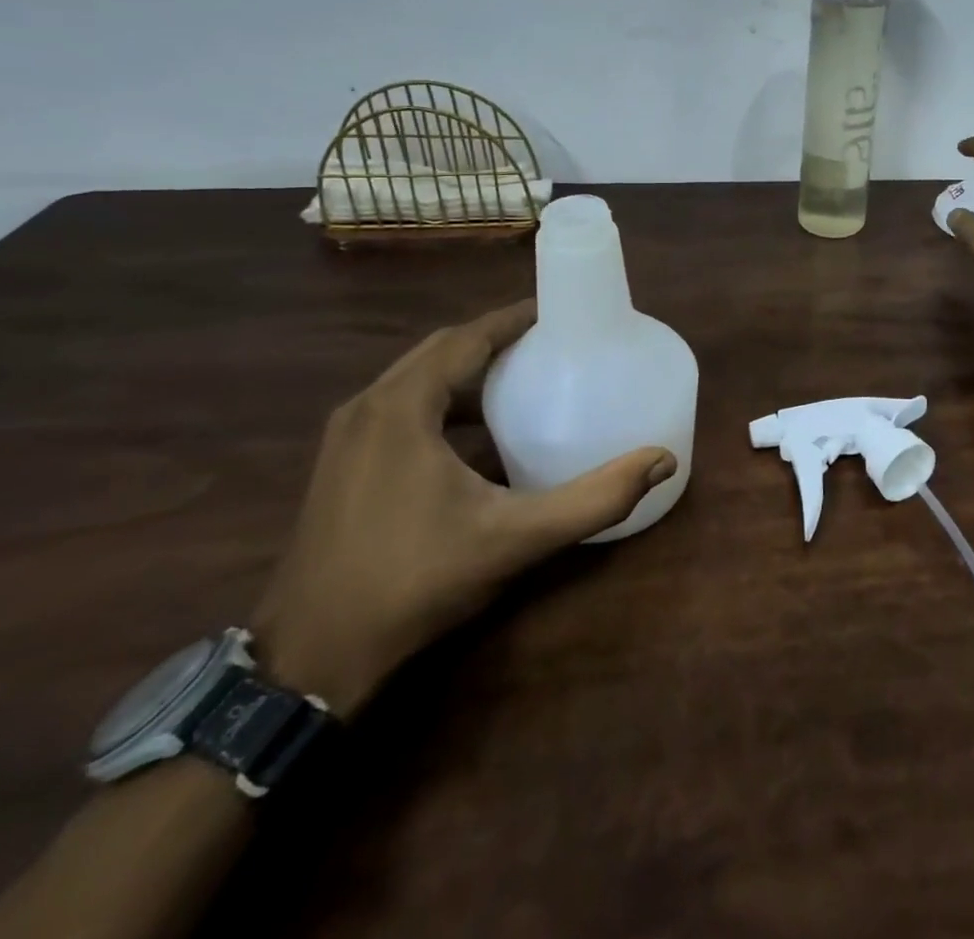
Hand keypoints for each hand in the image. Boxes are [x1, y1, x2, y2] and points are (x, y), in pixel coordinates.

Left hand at [251, 301, 675, 716]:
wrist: (311, 662)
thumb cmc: (415, 582)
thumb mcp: (516, 538)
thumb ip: (594, 498)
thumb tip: (662, 459)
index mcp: (401, 407)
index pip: (466, 339)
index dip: (513, 319)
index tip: (558, 312)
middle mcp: (367, 408)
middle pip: (440, 351)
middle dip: (494, 340)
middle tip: (548, 342)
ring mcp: (345, 438)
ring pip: (415, 380)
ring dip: (466, 371)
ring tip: (520, 378)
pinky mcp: (339, 466)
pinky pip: (399, 408)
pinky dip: (442, 403)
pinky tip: (477, 437)